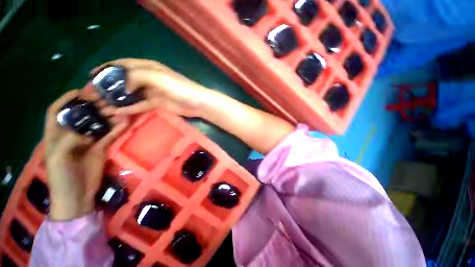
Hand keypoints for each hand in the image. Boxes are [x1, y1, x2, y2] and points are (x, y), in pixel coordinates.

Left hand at [44, 90, 128, 220]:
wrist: (78, 195)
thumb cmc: (61, 177)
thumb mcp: (59, 157)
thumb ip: (70, 139)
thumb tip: (88, 126)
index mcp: (56, 134)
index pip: (57, 111)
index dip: (66, 100)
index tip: (79, 92)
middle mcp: (72, 134)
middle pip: (82, 115)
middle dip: (92, 105)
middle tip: (107, 98)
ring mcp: (89, 140)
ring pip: (99, 123)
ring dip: (109, 116)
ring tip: (119, 108)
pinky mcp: (102, 147)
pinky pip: (111, 135)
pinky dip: (118, 128)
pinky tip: (125, 122)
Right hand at [87, 58, 211, 116]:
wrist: (196, 103)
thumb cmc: (179, 88)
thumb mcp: (157, 77)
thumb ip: (137, 76)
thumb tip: (120, 84)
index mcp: (147, 68)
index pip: (122, 65)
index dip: (106, 69)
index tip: (91, 76)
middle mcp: (147, 79)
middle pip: (123, 81)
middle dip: (107, 87)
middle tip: (92, 95)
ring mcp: (151, 92)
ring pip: (129, 95)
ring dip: (115, 99)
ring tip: (100, 106)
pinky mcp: (156, 104)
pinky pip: (139, 105)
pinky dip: (128, 108)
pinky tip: (116, 112)